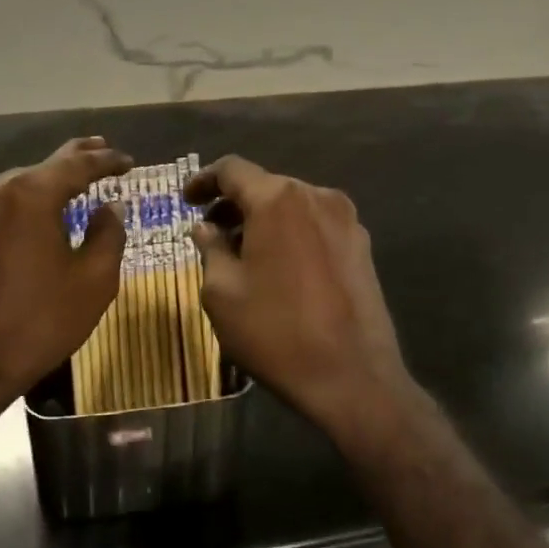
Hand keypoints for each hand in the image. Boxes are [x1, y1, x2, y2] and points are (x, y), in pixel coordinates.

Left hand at [0, 136, 131, 427]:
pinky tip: (38, 210)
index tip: (128, 162)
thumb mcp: (92, 282)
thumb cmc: (36, 324)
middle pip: (44, 167)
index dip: (107, 160)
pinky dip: (25, 202)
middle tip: (102, 150)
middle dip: (76, 160)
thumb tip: (112, 206)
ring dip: (48, 182)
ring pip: (19, 185)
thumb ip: (108, 234)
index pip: (77, 164)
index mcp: (28, 194)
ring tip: (75, 181)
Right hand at [185, 156, 413, 440]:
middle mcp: (316, 196)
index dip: (203, 180)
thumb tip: (205, 228)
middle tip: (210, 232)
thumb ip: (210, 249)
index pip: (232, 169)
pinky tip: (279, 267)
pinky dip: (290, 233)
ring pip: (292, 206)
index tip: (186, 200)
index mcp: (277, 199)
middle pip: (265, 185)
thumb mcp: (223, 293)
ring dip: (263, 220)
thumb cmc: (276, 332)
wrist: (353, 378)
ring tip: (242, 253)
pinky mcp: (362, 245)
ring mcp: (346, 219)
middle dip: (234, 204)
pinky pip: (315, 225)